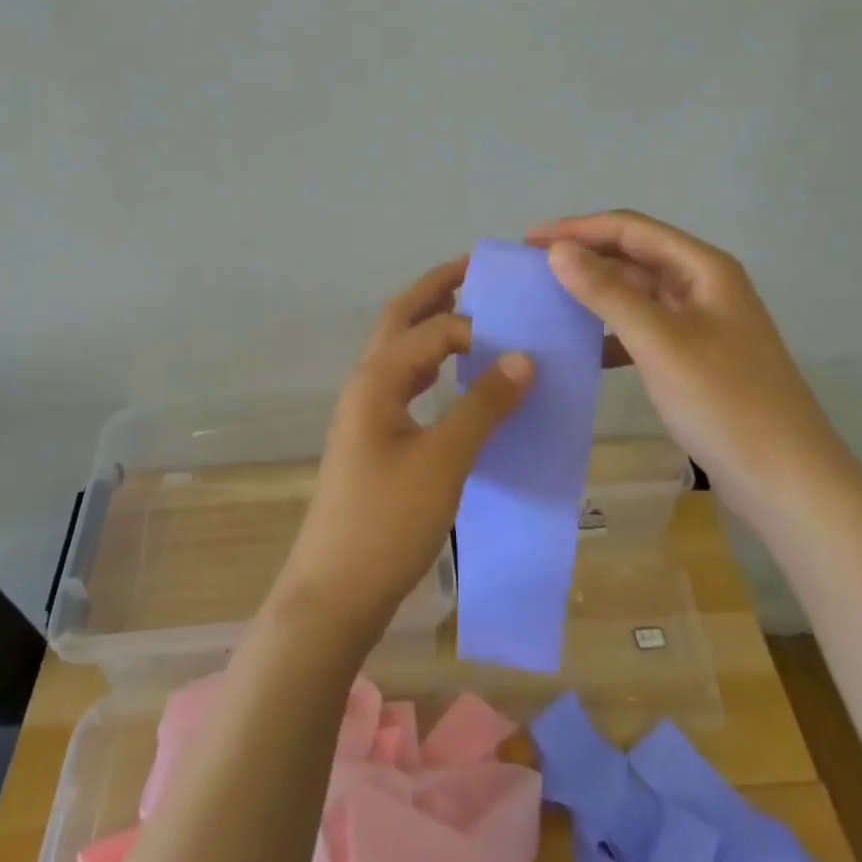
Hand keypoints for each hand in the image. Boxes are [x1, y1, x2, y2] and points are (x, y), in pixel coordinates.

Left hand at [275, 258, 533, 642]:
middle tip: (476, 268)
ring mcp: (365, 411)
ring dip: (431, 326)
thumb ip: (484, 406)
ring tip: (474, 314)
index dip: (477, 328)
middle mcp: (365, 384)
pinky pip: (405, 383)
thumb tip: (525, 358)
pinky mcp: (373, 439)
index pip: (432, 330)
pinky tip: (455, 379)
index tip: (524, 340)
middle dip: (435, 290)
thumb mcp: (444, 461)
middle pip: (400, 320)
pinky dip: (431, 366)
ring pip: (400, 351)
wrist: (335, 593)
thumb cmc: (387, 522)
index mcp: (376, 378)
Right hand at [526, 210, 853, 516]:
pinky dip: (613, 333)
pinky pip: (644, 330)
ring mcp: (702, 324)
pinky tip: (584, 349)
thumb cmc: (724, 402)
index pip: (630, 229)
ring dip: (596, 293)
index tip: (528, 241)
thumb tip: (557, 250)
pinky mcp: (696, 359)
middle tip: (531, 270)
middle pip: (634, 256)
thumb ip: (607, 292)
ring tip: (548, 301)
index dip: (577, 229)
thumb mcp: (659, 341)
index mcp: (703, 268)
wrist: (788, 482)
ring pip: (638, 294)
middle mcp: (704, 286)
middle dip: (584, 257)